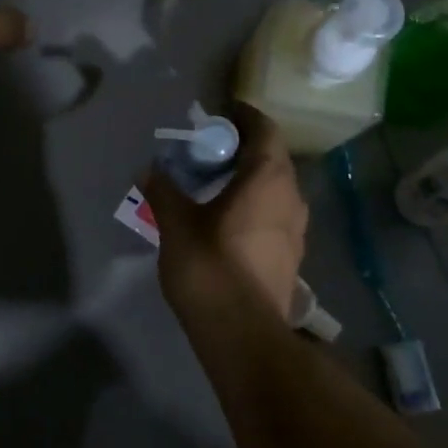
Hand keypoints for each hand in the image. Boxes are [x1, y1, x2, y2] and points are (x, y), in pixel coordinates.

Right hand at [144, 105, 308, 319]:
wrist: (243, 334)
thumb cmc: (210, 267)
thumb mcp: (176, 224)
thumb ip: (164, 191)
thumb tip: (150, 170)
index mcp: (268, 178)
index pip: (264, 130)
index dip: (244, 117)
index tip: (221, 114)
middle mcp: (291, 197)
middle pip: (272, 158)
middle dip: (243, 148)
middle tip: (208, 150)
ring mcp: (296, 229)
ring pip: (276, 188)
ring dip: (250, 179)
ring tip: (215, 184)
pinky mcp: (291, 256)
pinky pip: (274, 214)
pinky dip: (254, 205)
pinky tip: (227, 219)